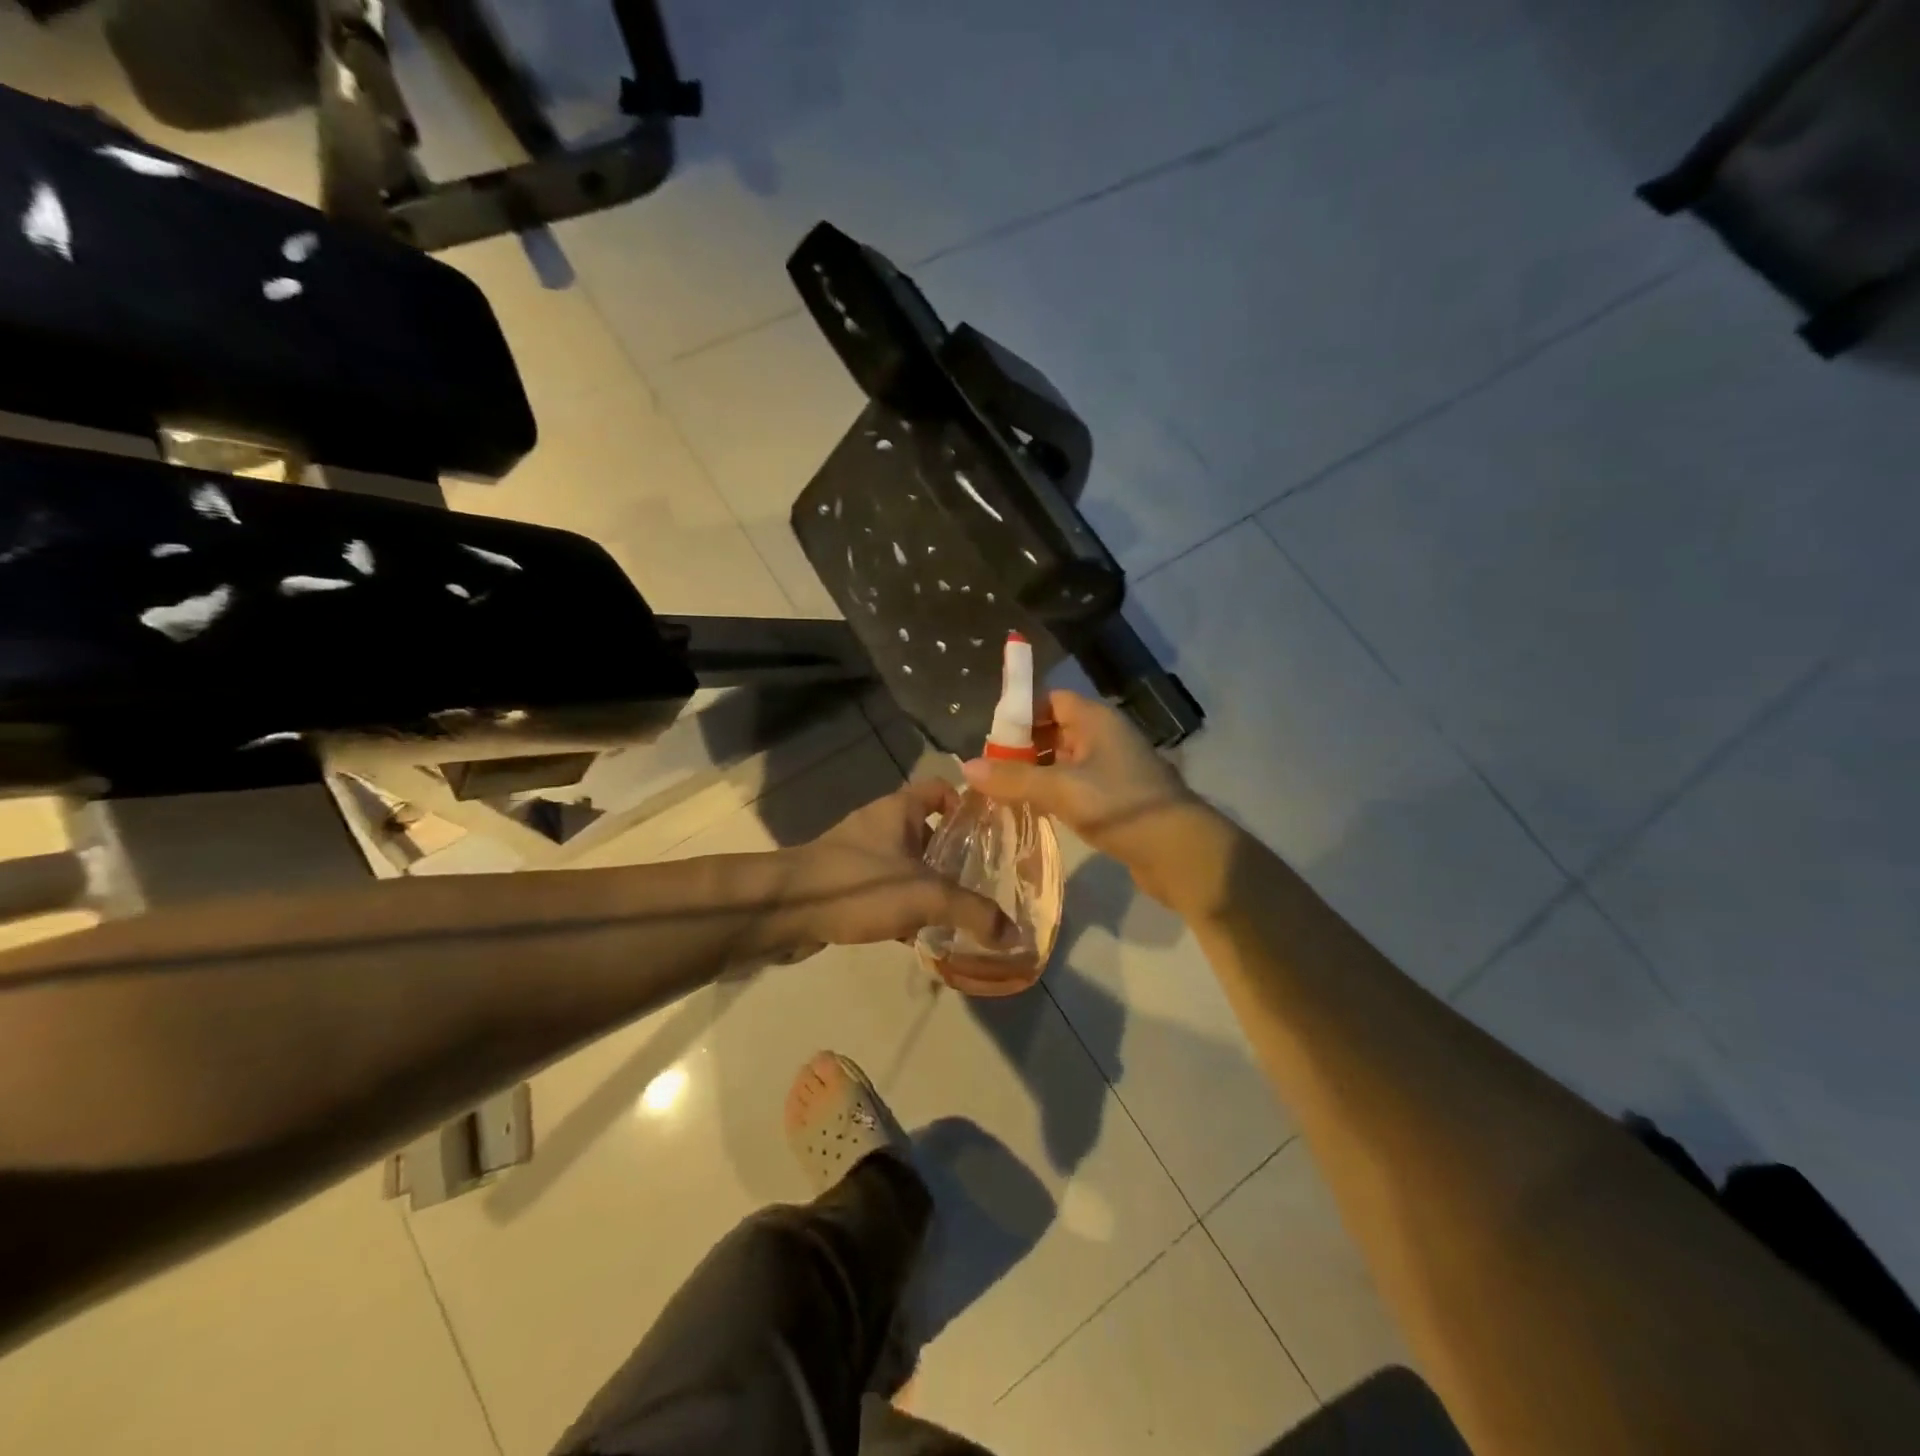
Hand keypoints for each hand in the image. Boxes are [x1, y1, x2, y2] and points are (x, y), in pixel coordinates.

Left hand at [775, 778, 1017, 950]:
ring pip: (905, 863)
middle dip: (953, 854)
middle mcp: (878, 824)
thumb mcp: (926, 896)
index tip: (990, 833)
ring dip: (928, 884)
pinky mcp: (842, 883)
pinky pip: (883, 890)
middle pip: (926, 830)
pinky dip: (902, 907)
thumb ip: (973, 912)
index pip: (940, 789)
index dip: (966, 805)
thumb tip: (1015, 935)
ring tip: (959, 911)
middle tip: (984, 880)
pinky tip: (920, 935)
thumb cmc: (858, 884)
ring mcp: (857, 854)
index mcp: (898, 810)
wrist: (783, 909)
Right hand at [962, 691, 1231, 912]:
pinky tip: (1032, 811)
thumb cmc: (1121, 806)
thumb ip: (1014, 778)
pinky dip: (1053, 793)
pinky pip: (1075, 786)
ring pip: (1064, 761)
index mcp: (1097, 720)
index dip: (1021, 712)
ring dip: (1036, 773)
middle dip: (1022, 747)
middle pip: (1055, 729)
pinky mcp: (1115, 799)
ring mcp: (1113, 769)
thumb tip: (964, 767)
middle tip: (990, 770)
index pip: (1051, 700)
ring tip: (1002, 792)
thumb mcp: (1061, 789)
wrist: (1180, 853)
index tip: (991, 738)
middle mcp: (1105, 737)